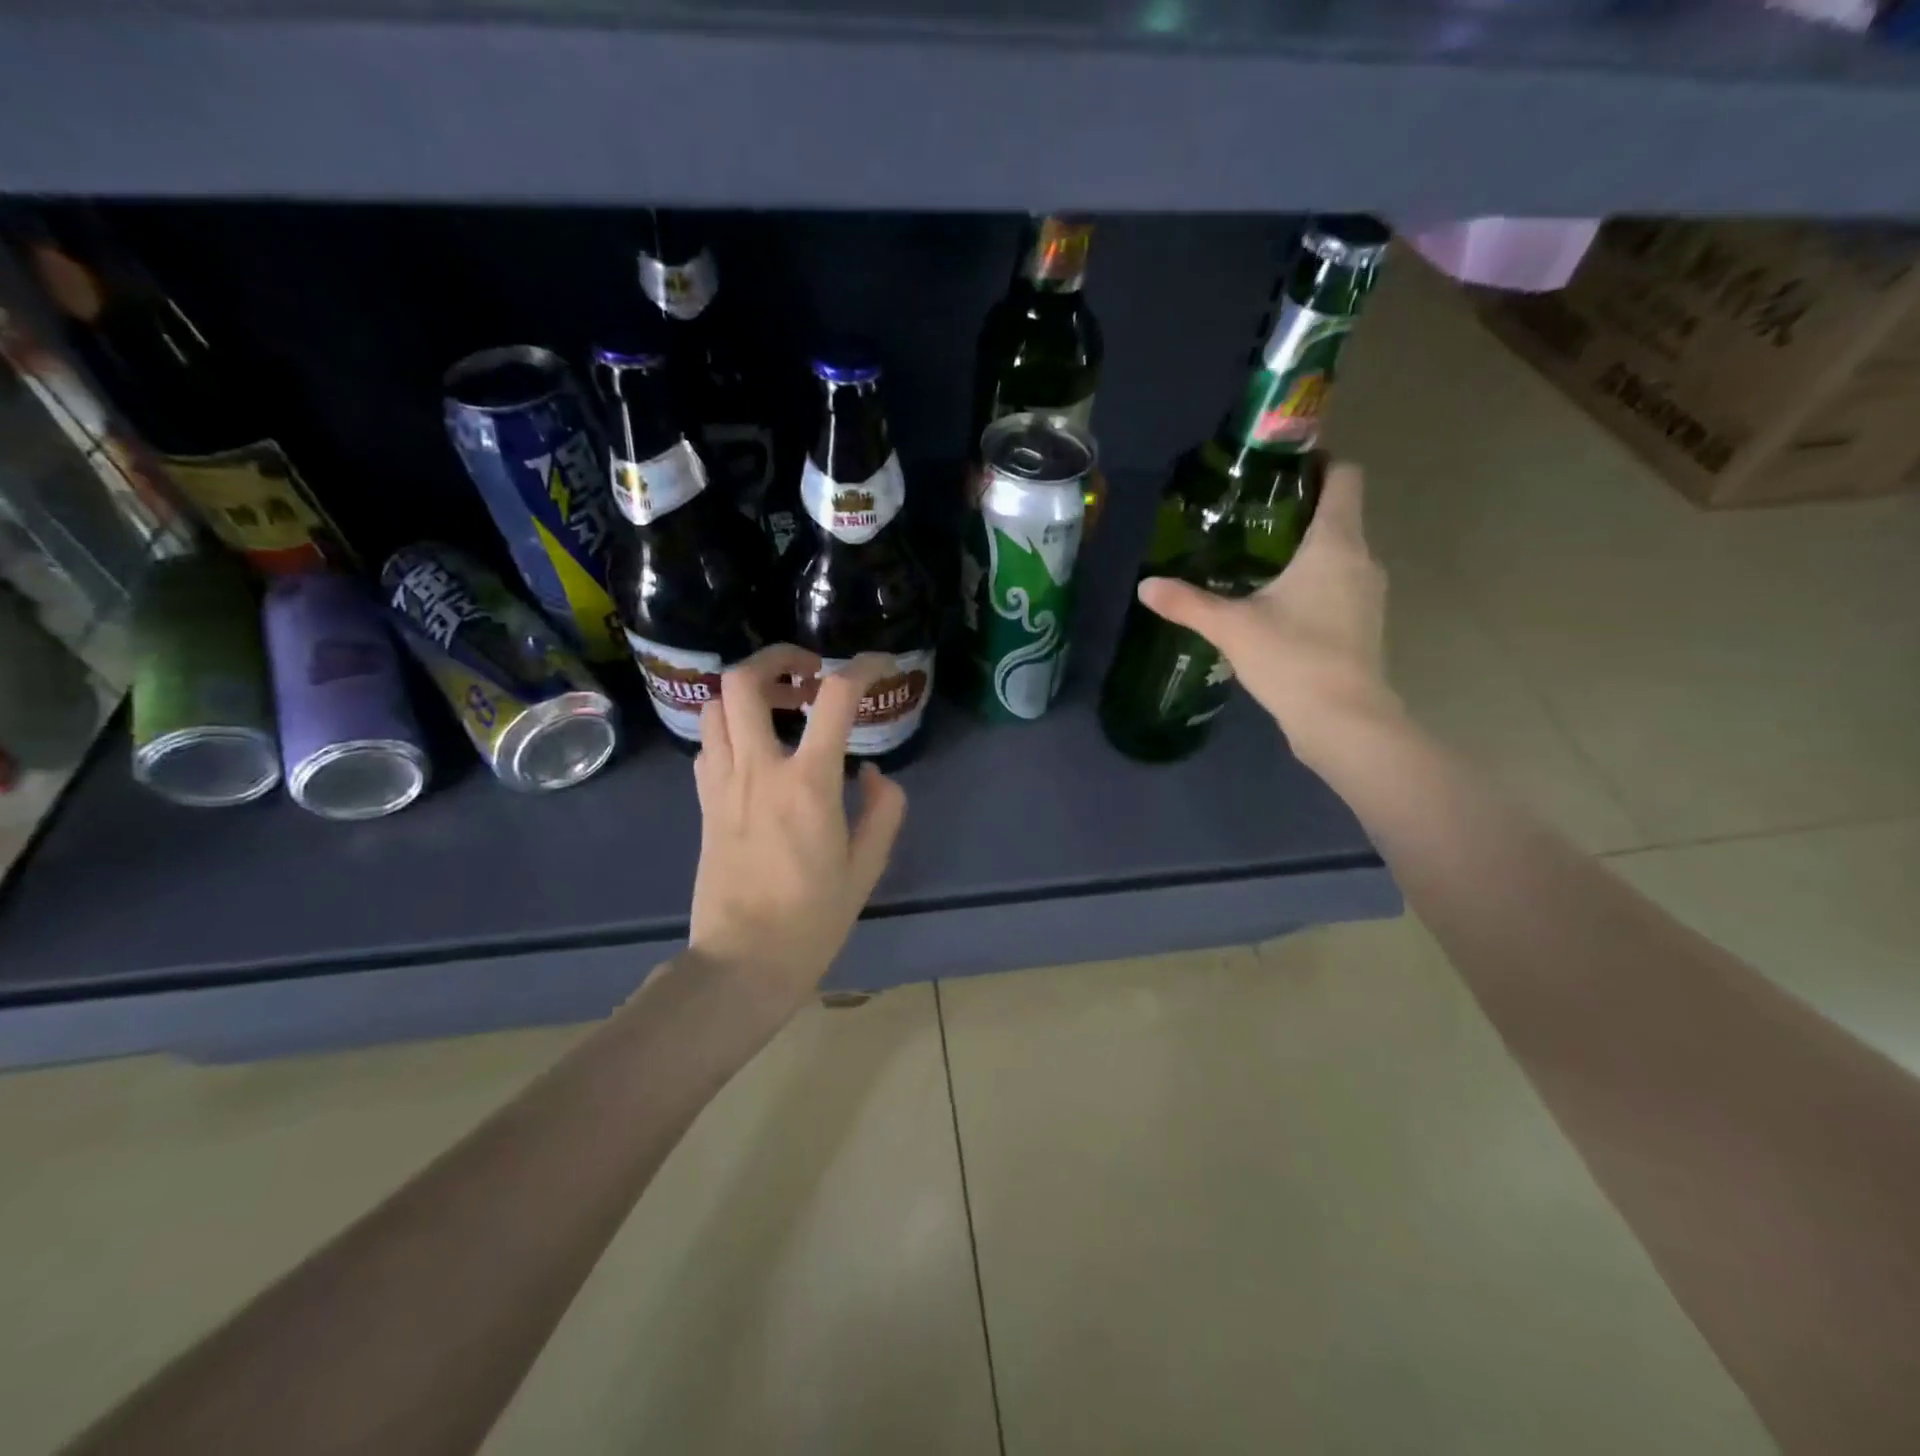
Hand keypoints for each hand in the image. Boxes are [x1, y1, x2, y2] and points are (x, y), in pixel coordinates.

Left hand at [687, 645, 908, 1009]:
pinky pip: (709, 743)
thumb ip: (883, 808)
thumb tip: (870, 772)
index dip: (862, 668)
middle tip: (808, 670)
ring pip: (716, 706)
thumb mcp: (867, 866)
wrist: (742, 962)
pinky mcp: (703, 803)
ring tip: (780, 704)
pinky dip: (731, 727)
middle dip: (778, 657)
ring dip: (748, 691)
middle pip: (745, 681)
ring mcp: (722, 783)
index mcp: (807, 782)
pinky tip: (756, 749)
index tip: (880, 666)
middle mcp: (758, 769)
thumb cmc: (812, 918)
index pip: (835, 697)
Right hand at [1136, 461, 1401, 767]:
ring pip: (1339, 552)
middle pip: (1339, 514)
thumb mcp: (1231, 627)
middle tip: (1249, 517)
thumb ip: (1187, 603)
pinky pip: (1340, 583)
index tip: (1279, 470)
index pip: (1344, 477)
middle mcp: (1362, 558)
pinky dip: (1314, 581)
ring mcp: (1368, 593)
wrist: (1343, 719)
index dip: (1318, 463)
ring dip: (1306, 549)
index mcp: (1336, 543)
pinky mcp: (1364, 622)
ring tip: (1258, 561)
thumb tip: (1145, 586)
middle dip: (1299, 510)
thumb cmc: (1293, 658)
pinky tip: (1278, 604)